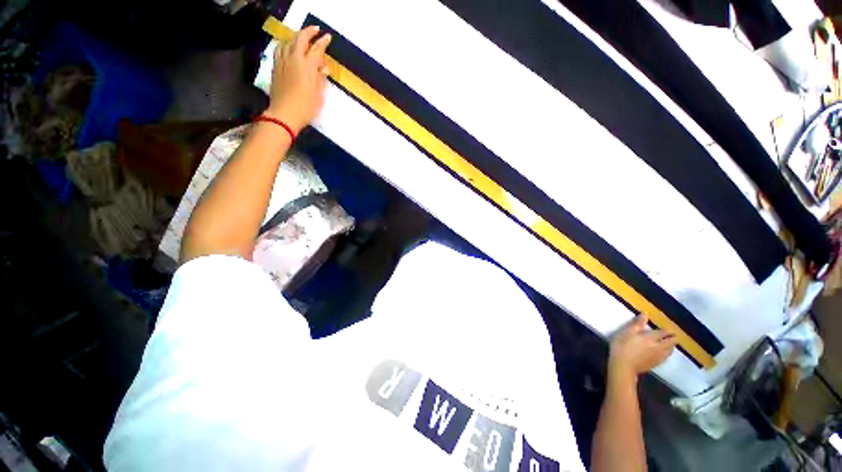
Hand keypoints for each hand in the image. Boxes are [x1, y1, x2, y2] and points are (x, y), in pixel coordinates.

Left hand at [266, 25, 331, 133]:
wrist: (285, 114)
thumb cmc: (306, 107)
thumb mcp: (319, 95)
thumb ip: (320, 78)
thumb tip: (322, 68)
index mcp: (307, 66)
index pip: (317, 49)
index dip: (323, 42)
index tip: (328, 37)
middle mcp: (294, 58)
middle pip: (300, 39)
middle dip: (309, 32)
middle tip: (316, 30)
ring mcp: (283, 61)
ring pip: (288, 41)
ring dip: (297, 36)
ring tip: (302, 36)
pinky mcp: (276, 66)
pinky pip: (280, 48)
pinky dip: (286, 43)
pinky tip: (288, 46)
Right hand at [608, 314, 676, 383]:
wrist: (623, 365)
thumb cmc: (622, 346)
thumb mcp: (626, 332)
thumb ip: (637, 324)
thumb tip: (645, 314)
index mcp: (651, 338)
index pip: (664, 332)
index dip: (668, 330)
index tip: (669, 328)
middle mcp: (658, 347)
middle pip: (671, 342)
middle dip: (673, 338)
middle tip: (672, 335)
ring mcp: (658, 356)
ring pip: (671, 350)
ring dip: (671, 346)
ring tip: (669, 343)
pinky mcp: (656, 363)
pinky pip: (666, 357)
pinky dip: (667, 353)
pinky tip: (664, 353)